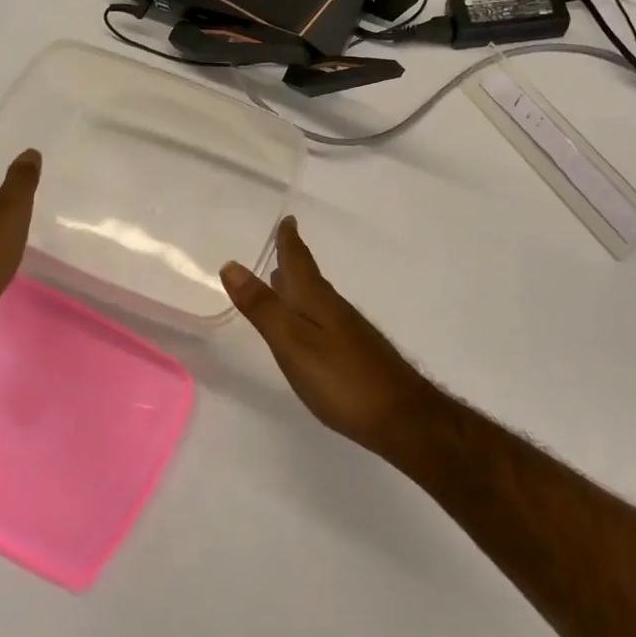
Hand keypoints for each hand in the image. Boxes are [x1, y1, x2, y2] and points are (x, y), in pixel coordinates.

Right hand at [221, 217, 435, 455]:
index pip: (300, 262)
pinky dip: (310, 312)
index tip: (288, 219)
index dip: (290, 241)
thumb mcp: (293, 343)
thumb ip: (264, 307)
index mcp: (318, 301)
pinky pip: (326, 321)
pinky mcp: (357, 356)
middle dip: (293, 261)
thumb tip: (233, 265)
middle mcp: (336, 310)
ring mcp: (350, 333)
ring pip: (318, 300)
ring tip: (283, 281)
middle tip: (282, 244)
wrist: (403, 417)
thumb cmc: (342, 379)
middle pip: (309, 279)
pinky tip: (310, 328)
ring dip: (299, 288)